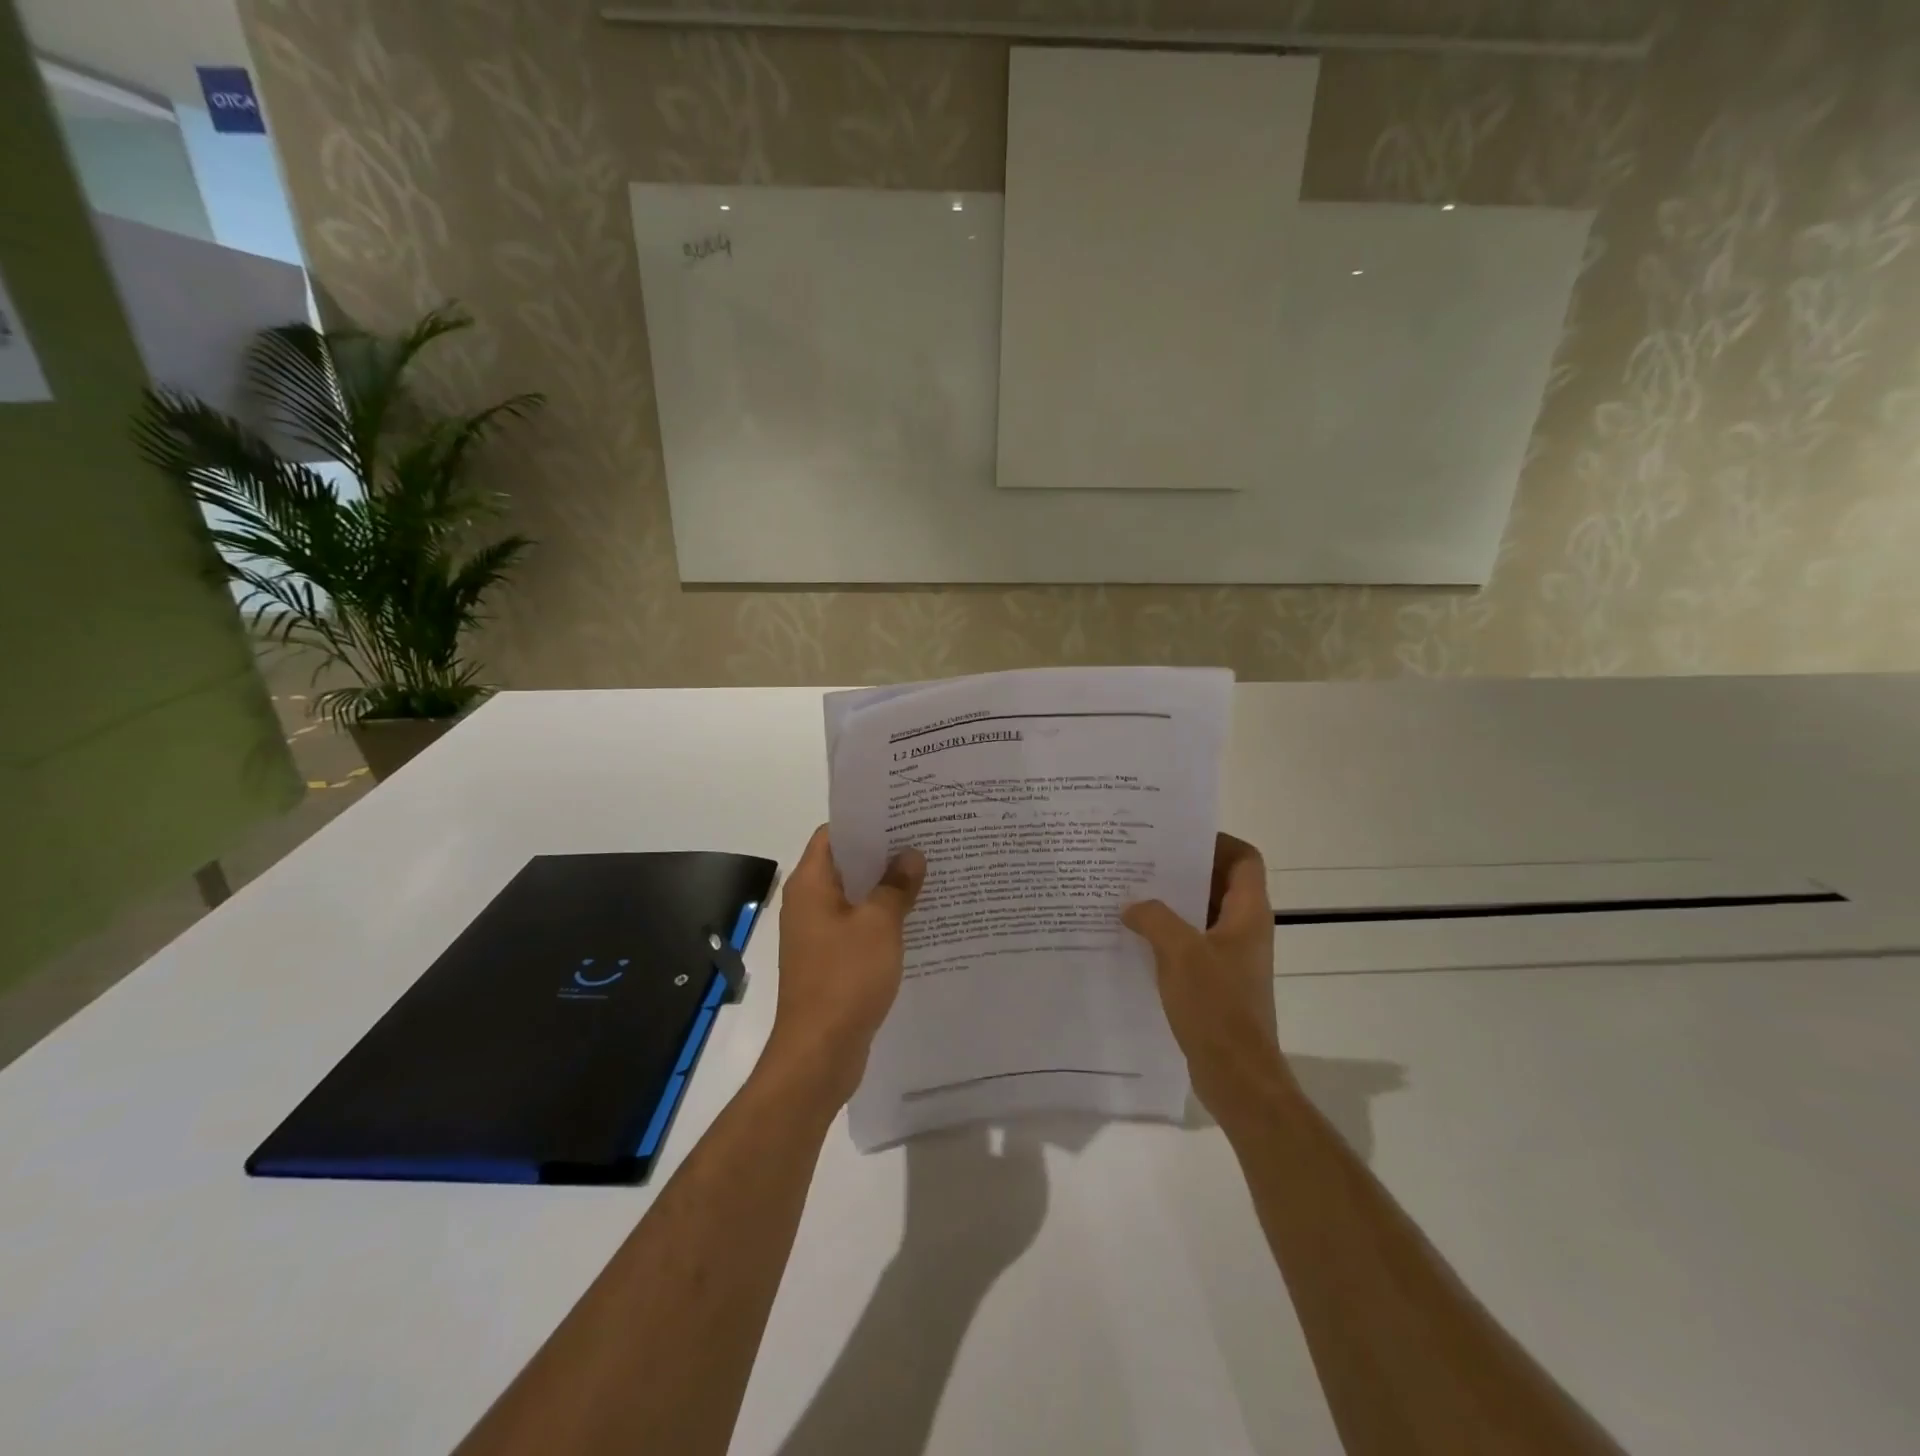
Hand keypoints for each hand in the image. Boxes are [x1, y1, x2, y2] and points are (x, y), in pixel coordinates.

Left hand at [768, 825, 925, 1105]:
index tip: (903, 814)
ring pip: (855, 898)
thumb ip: (896, 886)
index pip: (834, 834)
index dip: (866, 821)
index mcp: (810, 884)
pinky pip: (858, 927)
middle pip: (846, 865)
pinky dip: (882, 919)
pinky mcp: (830, 961)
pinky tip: (916, 919)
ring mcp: (818, 934)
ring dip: (886, 888)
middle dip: (883, 854)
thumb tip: (911, 855)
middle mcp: (808, 903)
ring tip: (928, 874)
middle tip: (926, 840)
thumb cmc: (845, 978)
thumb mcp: (879, 925)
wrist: (819, 1053)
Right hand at [1123, 834, 1283, 1113]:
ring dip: (1170, 904)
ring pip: (1200, 914)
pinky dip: (1167, 935)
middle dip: (1181, 870)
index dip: (1216, 841)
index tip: (1176, 837)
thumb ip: (1154, 918)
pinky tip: (1133, 937)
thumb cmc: (1216, 1006)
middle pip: (1217, 882)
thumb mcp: (1180, 952)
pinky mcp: (1215, 981)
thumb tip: (1133, 905)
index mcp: (1248, 913)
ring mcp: (1230, 956)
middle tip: (1140, 860)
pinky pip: (1190, 943)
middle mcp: (1244, 929)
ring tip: (1129, 894)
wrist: (1236, 1076)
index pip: (1244, 858)